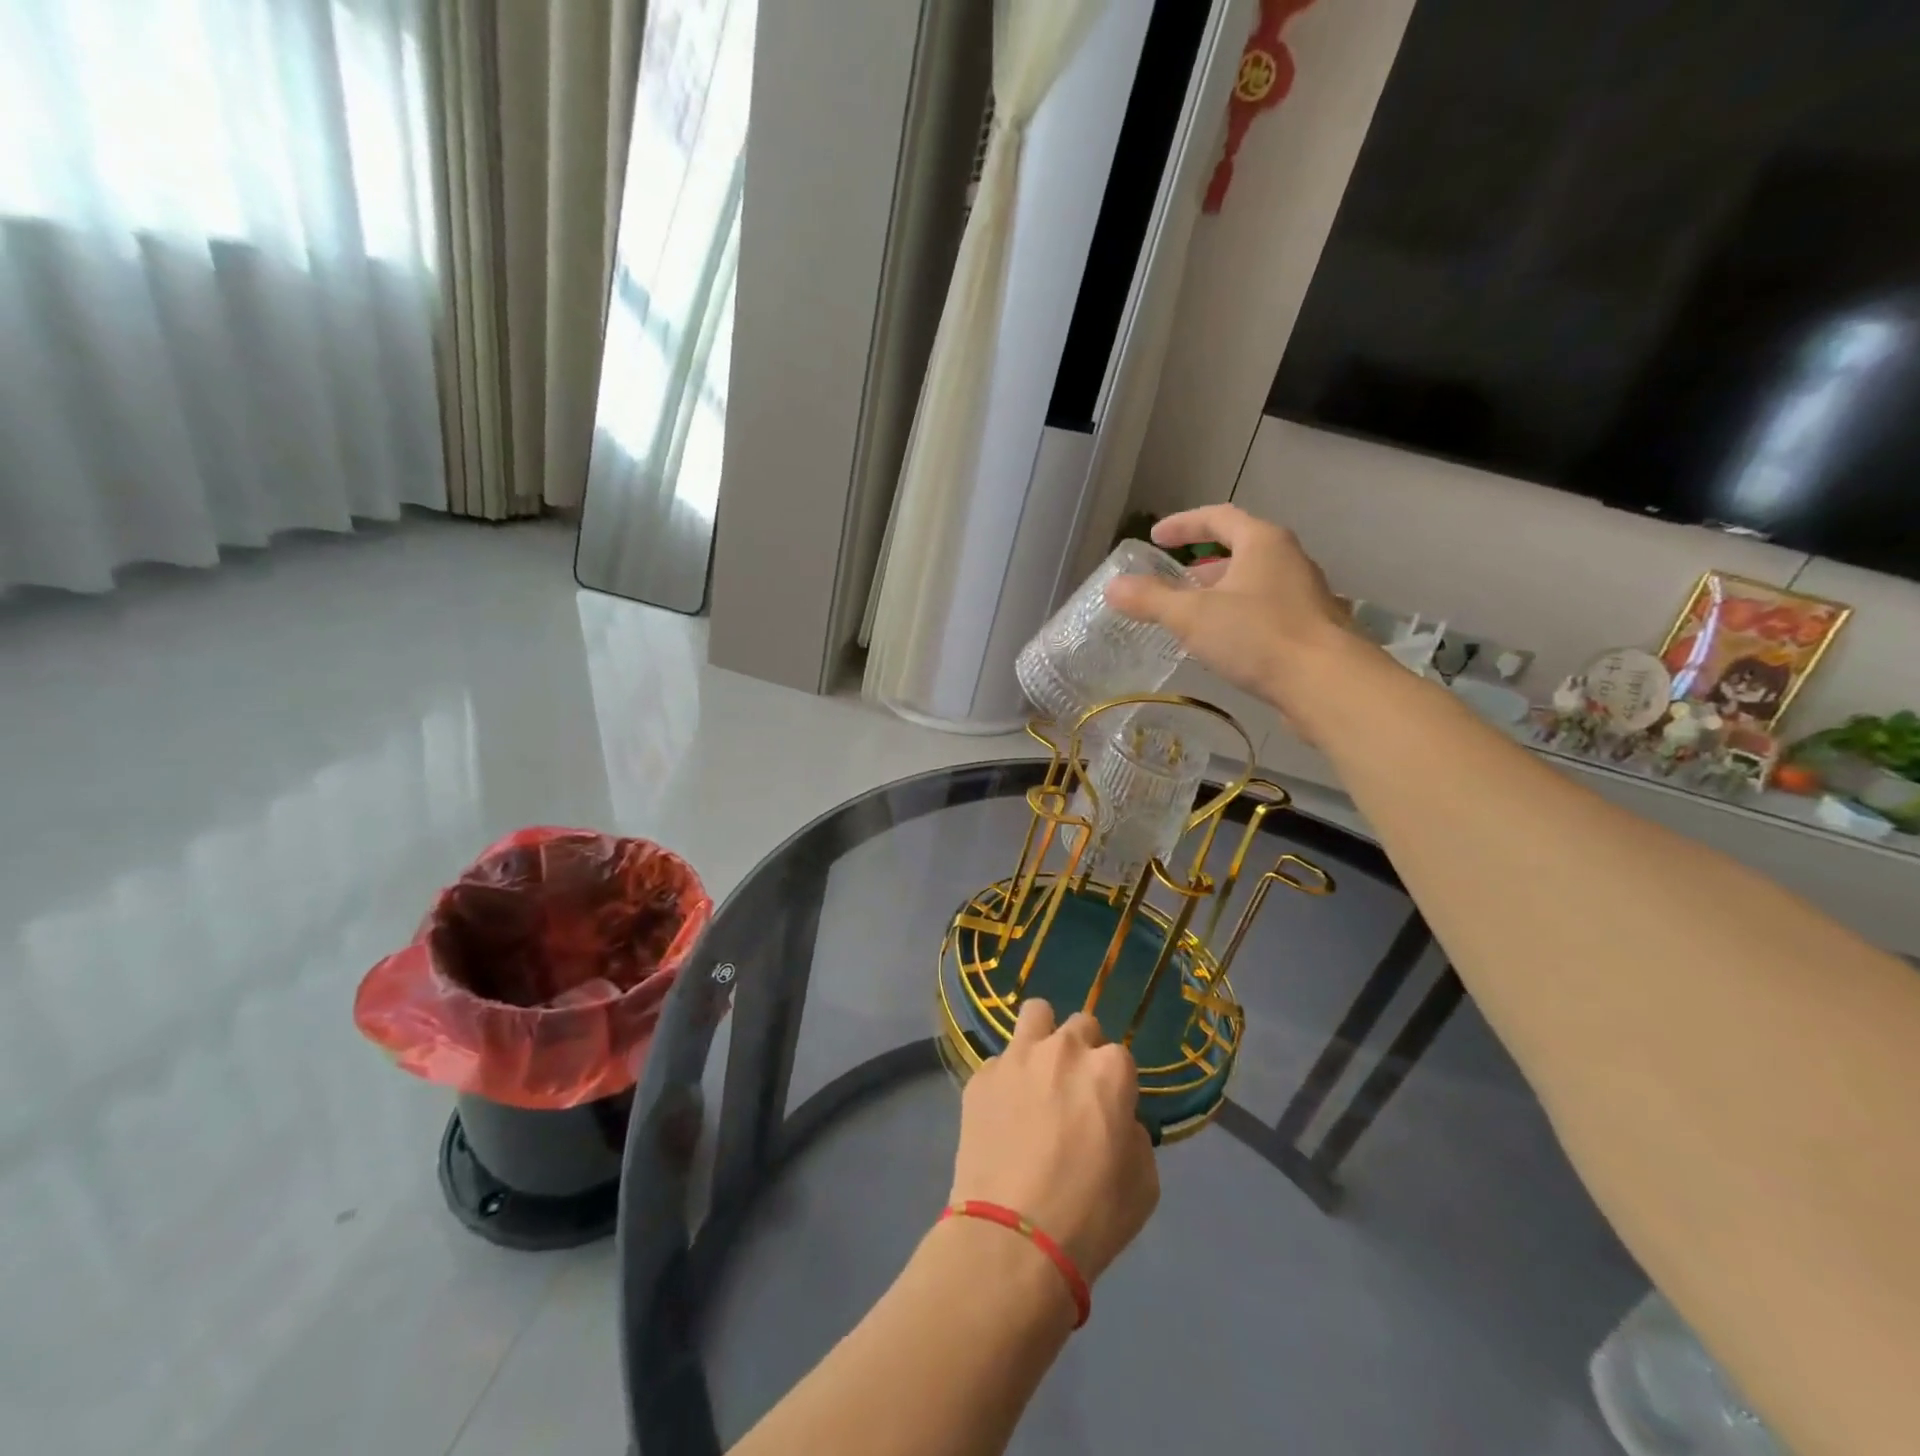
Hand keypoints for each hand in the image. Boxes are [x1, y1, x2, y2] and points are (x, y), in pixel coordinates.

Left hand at [949, 998, 1158, 1282]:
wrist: (1013, 1239)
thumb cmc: (1091, 1217)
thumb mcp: (1143, 1183)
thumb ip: (1133, 1134)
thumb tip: (1116, 1120)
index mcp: (1109, 1071)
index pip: (1120, 1055)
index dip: (1115, 1083)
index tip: (1108, 1109)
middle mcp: (1064, 1049)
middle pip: (1080, 1025)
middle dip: (1082, 1050)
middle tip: (1073, 1090)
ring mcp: (1017, 1057)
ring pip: (1035, 1015)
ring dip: (1042, 1037)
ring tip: (1037, 1073)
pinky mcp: (981, 1076)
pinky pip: (999, 1062)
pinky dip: (1005, 1080)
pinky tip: (1002, 1114)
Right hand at [1103, 504, 1356, 718]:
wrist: (1327, 683)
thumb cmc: (1258, 636)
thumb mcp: (1193, 616)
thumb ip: (1151, 600)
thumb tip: (1112, 587)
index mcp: (1263, 542)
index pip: (1218, 517)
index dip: (1183, 524)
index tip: (1155, 537)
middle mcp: (1288, 560)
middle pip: (1239, 550)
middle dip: (1201, 567)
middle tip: (1172, 584)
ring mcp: (1304, 595)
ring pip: (1253, 584)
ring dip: (1220, 595)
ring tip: (1191, 618)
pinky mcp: (1311, 629)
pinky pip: (1265, 612)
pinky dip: (1238, 619)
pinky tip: (1223, 646)